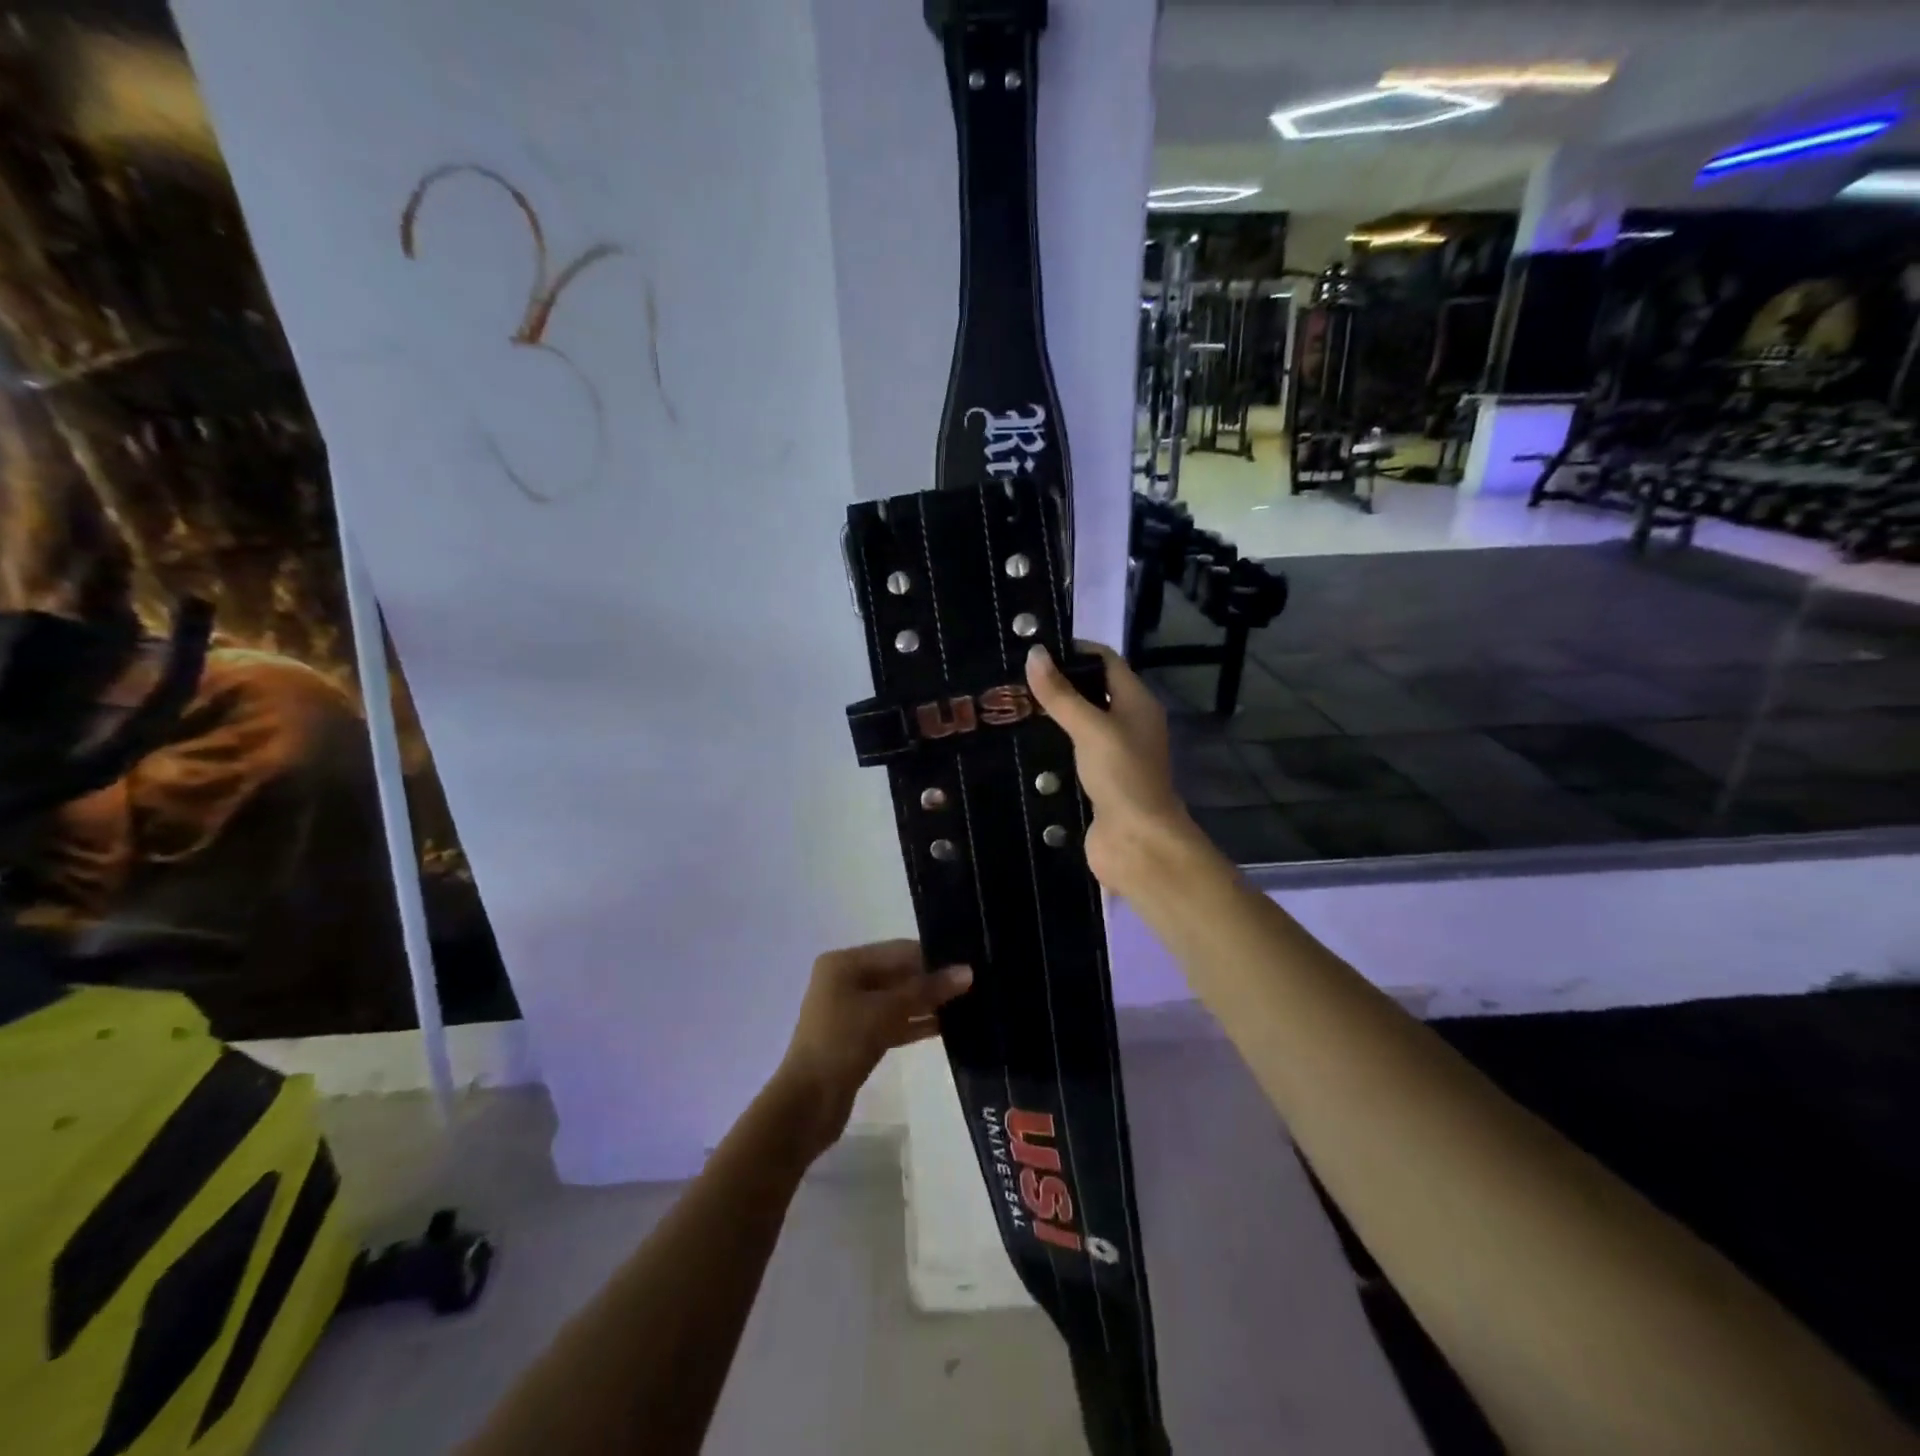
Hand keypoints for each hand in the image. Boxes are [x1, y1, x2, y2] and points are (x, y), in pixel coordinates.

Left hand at [774, 940, 971, 1160]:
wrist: (807, 1105)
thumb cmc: (841, 1043)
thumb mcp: (886, 1011)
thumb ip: (926, 990)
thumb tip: (967, 972)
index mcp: (844, 963)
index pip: (898, 950)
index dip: (932, 956)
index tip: (969, 961)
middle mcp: (845, 981)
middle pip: (898, 974)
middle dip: (932, 980)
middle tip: (974, 983)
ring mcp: (851, 1011)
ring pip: (897, 1000)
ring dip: (927, 1003)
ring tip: (969, 1004)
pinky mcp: (858, 1039)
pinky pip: (893, 1023)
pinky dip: (915, 1023)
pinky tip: (947, 1027)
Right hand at [1025, 641, 1196, 895]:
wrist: (1138, 843)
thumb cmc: (1122, 776)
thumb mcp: (1091, 728)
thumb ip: (1061, 694)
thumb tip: (1034, 653)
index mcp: (1137, 703)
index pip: (1105, 661)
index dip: (1074, 650)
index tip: (1033, 648)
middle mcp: (1127, 724)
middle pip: (1090, 692)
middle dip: (1056, 684)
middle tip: (1010, 677)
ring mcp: (1112, 756)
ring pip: (1077, 726)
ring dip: (1049, 717)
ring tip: (1007, 706)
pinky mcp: (1096, 783)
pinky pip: (1070, 755)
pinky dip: (1049, 747)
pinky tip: (1019, 744)